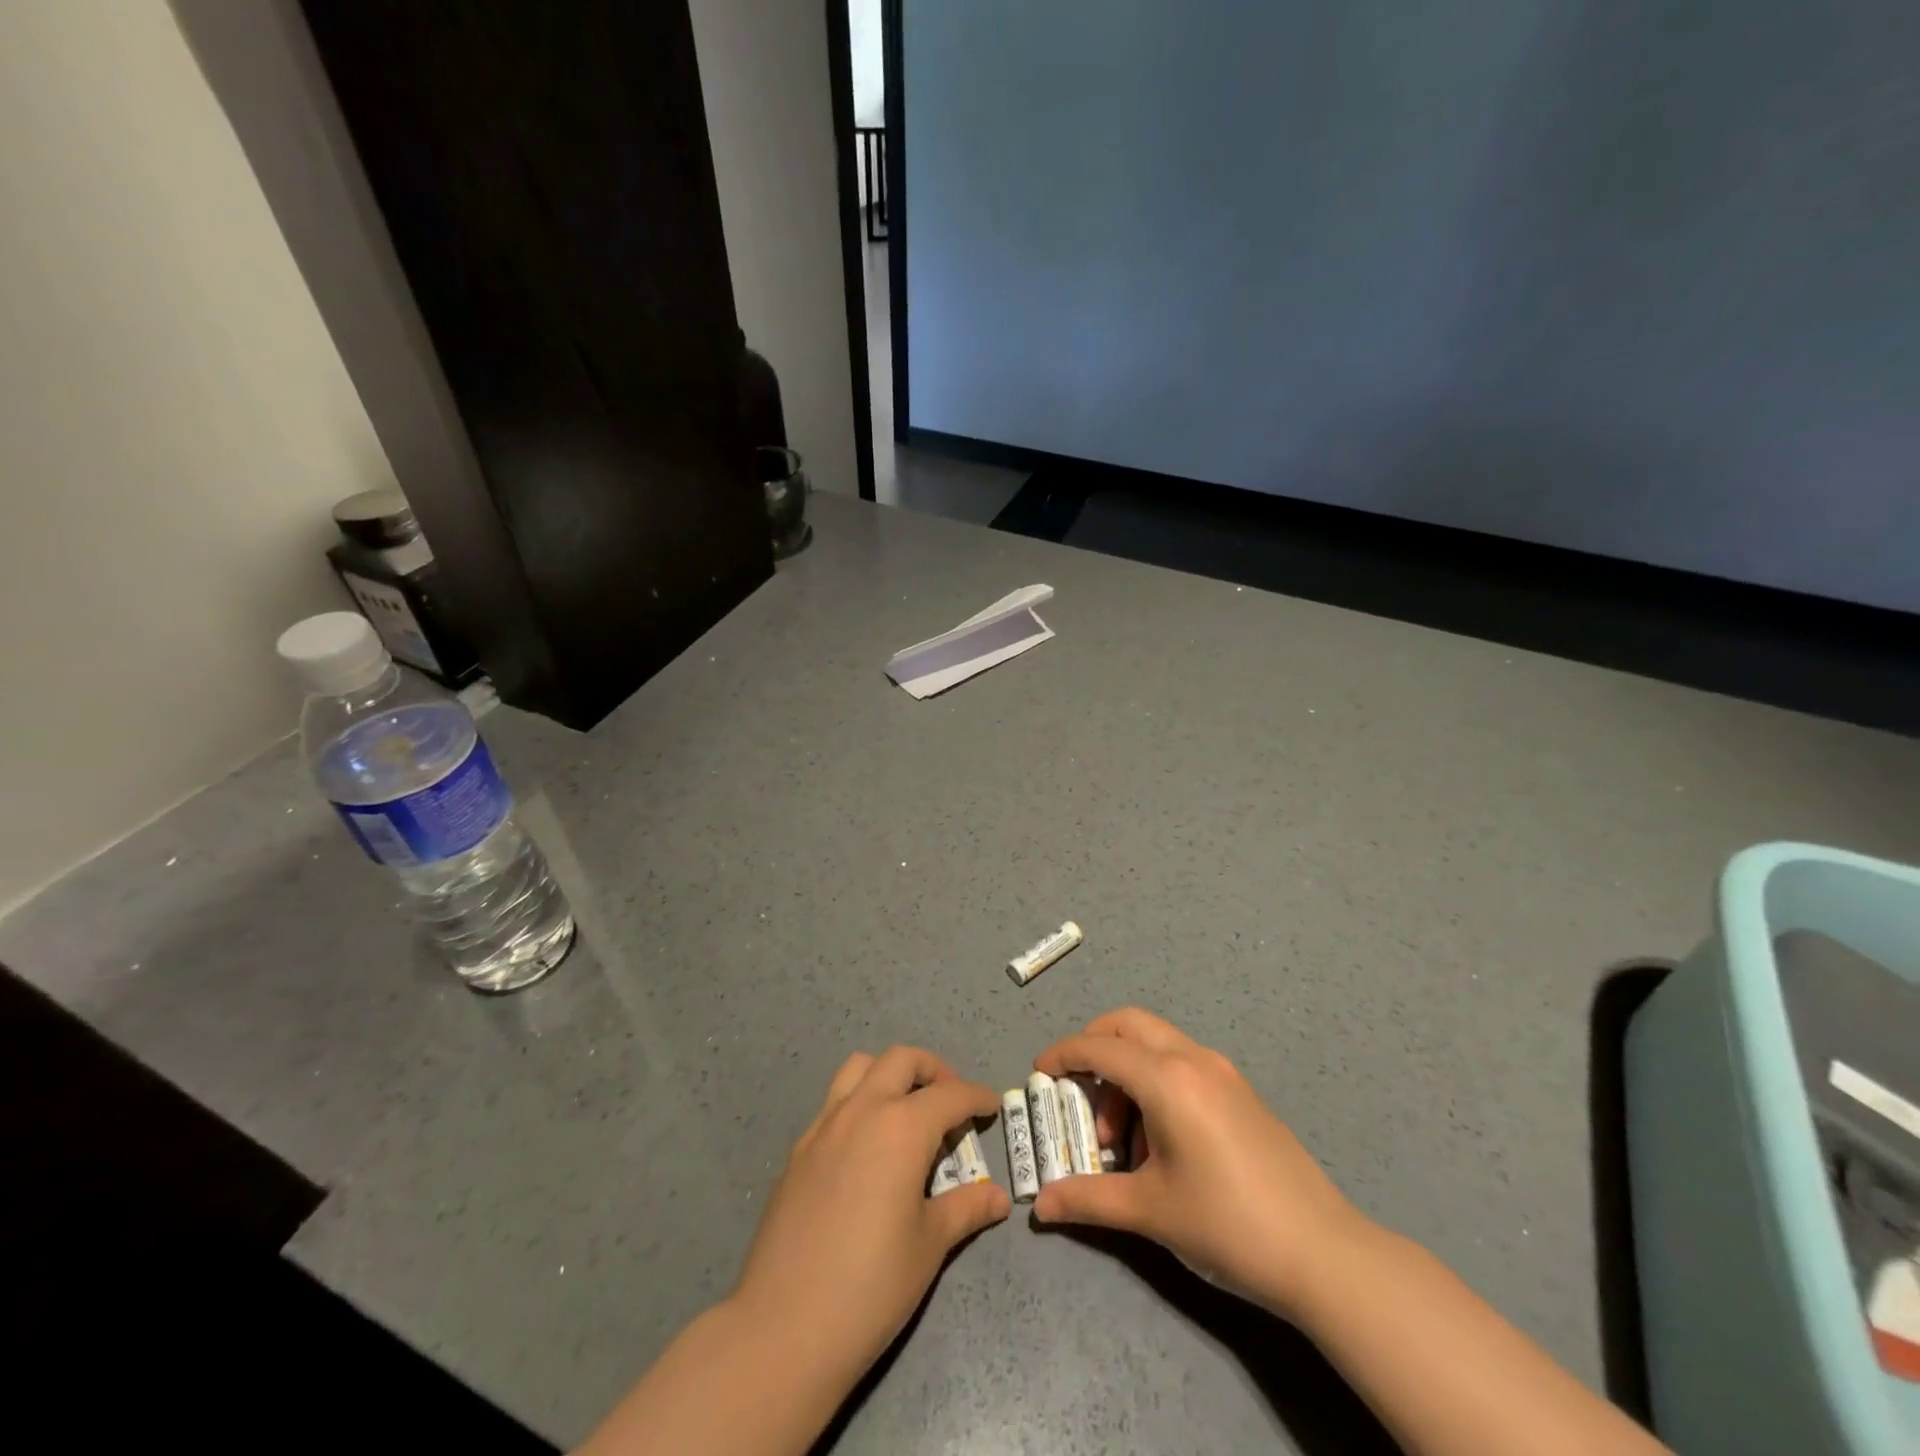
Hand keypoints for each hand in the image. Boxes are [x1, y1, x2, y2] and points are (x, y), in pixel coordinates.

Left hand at [733, 1046, 1010, 1386]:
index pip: (950, 1095)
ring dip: (889, 1074)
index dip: (976, 1097)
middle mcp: (862, 1110)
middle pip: (902, 1060)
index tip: (992, 1105)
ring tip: (906, 1111)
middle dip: (934, 1070)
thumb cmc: (871, 1286)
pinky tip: (867, 1148)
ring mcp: (824, 1125)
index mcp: (901, 1127)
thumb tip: (998, 1198)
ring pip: (860, 1067)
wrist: (784, 1327)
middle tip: (951, 1103)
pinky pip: (834, 1102)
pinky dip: (859, 1103)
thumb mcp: (929, 1245)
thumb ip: (966, 1208)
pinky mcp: (799, 1149)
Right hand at [1033, 1008, 1364, 1320]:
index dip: (1063, 1055)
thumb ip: (1088, 1199)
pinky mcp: (1241, 1091)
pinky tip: (1160, 1142)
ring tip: (1122, 1143)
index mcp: (1168, 1080)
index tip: (1038, 1072)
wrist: (1323, 1253)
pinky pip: (1183, 1064)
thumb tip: (1040, 1207)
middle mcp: (1194, 1060)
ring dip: (1127, 1073)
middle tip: (1076, 1090)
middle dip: (1093, 1046)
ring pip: (1157, 1044)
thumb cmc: (1227, 1225)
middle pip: (1128, 1024)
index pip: (1100, 1048)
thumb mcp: (1150, 1212)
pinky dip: (1156, 1082)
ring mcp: (1223, 1072)